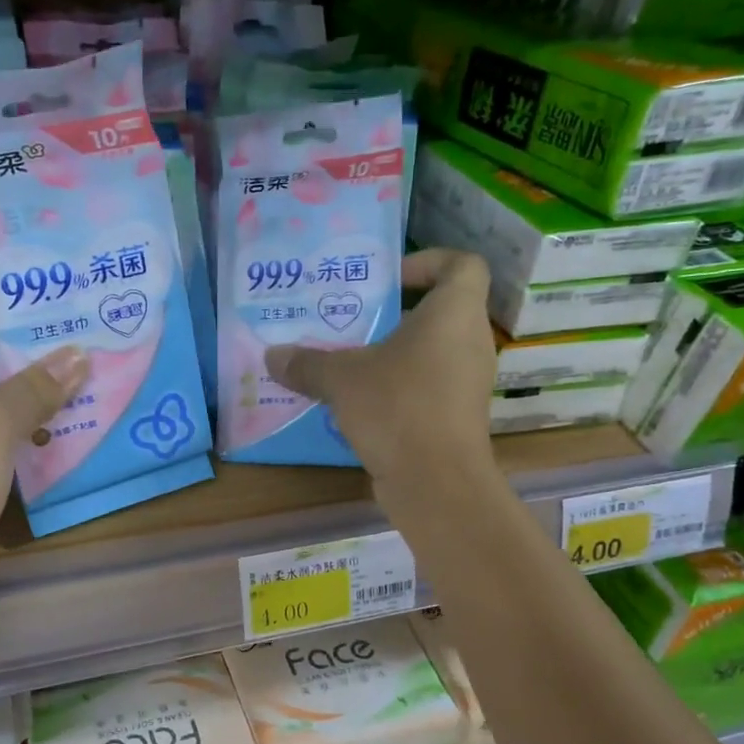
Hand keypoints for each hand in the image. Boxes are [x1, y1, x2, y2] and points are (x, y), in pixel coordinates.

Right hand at [266, 248, 495, 491]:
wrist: (436, 482)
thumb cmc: (397, 407)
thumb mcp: (342, 379)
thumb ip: (307, 363)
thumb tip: (272, 356)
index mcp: (454, 313)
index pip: (463, 264)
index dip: (429, 261)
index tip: (389, 278)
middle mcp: (471, 341)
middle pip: (441, 310)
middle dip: (397, 312)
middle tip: (354, 320)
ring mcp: (468, 382)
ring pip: (433, 351)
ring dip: (395, 353)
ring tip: (350, 361)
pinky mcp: (457, 416)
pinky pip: (429, 386)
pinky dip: (400, 386)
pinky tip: (361, 402)